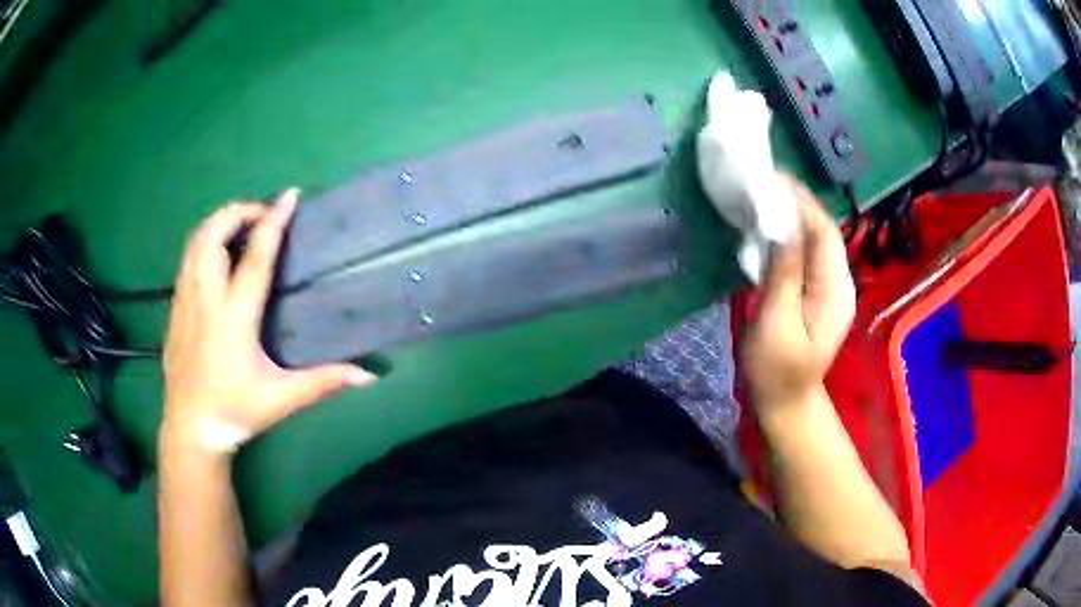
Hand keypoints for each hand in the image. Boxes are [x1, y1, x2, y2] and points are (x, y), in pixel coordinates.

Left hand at [161, 189, 374, 454]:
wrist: (191, 427)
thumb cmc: (235, 410)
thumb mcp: (281, 398)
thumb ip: (323, 381)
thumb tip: (368, 376)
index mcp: (234, 317)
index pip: (255, 256)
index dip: (274, 221)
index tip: (290, 197)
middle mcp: (206, 299)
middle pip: (214, 235)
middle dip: (238, 212)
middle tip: (262, 214)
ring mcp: (185, 300)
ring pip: (195, 242)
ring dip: (219, 223)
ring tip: (241, 226)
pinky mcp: (175, 307)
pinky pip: (187, 259)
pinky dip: (204, 242)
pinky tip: (217, 254)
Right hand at [742, 176, 855, 410]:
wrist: (787, 404)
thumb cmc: (777, 371)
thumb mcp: (776, 323)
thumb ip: (784, 272)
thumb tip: (782, 221)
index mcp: (836, 289)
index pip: (824, 231)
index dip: (800, 201)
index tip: (770, 179)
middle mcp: (840, 281)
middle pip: (823, 230)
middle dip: (796, 202)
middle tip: (761, 181)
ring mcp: (831, 286)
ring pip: (815, 238)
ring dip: (792, 214)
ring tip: (762, 195)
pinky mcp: (818, 291)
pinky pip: (808, 253)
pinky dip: (790, 234)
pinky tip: (770, 226)